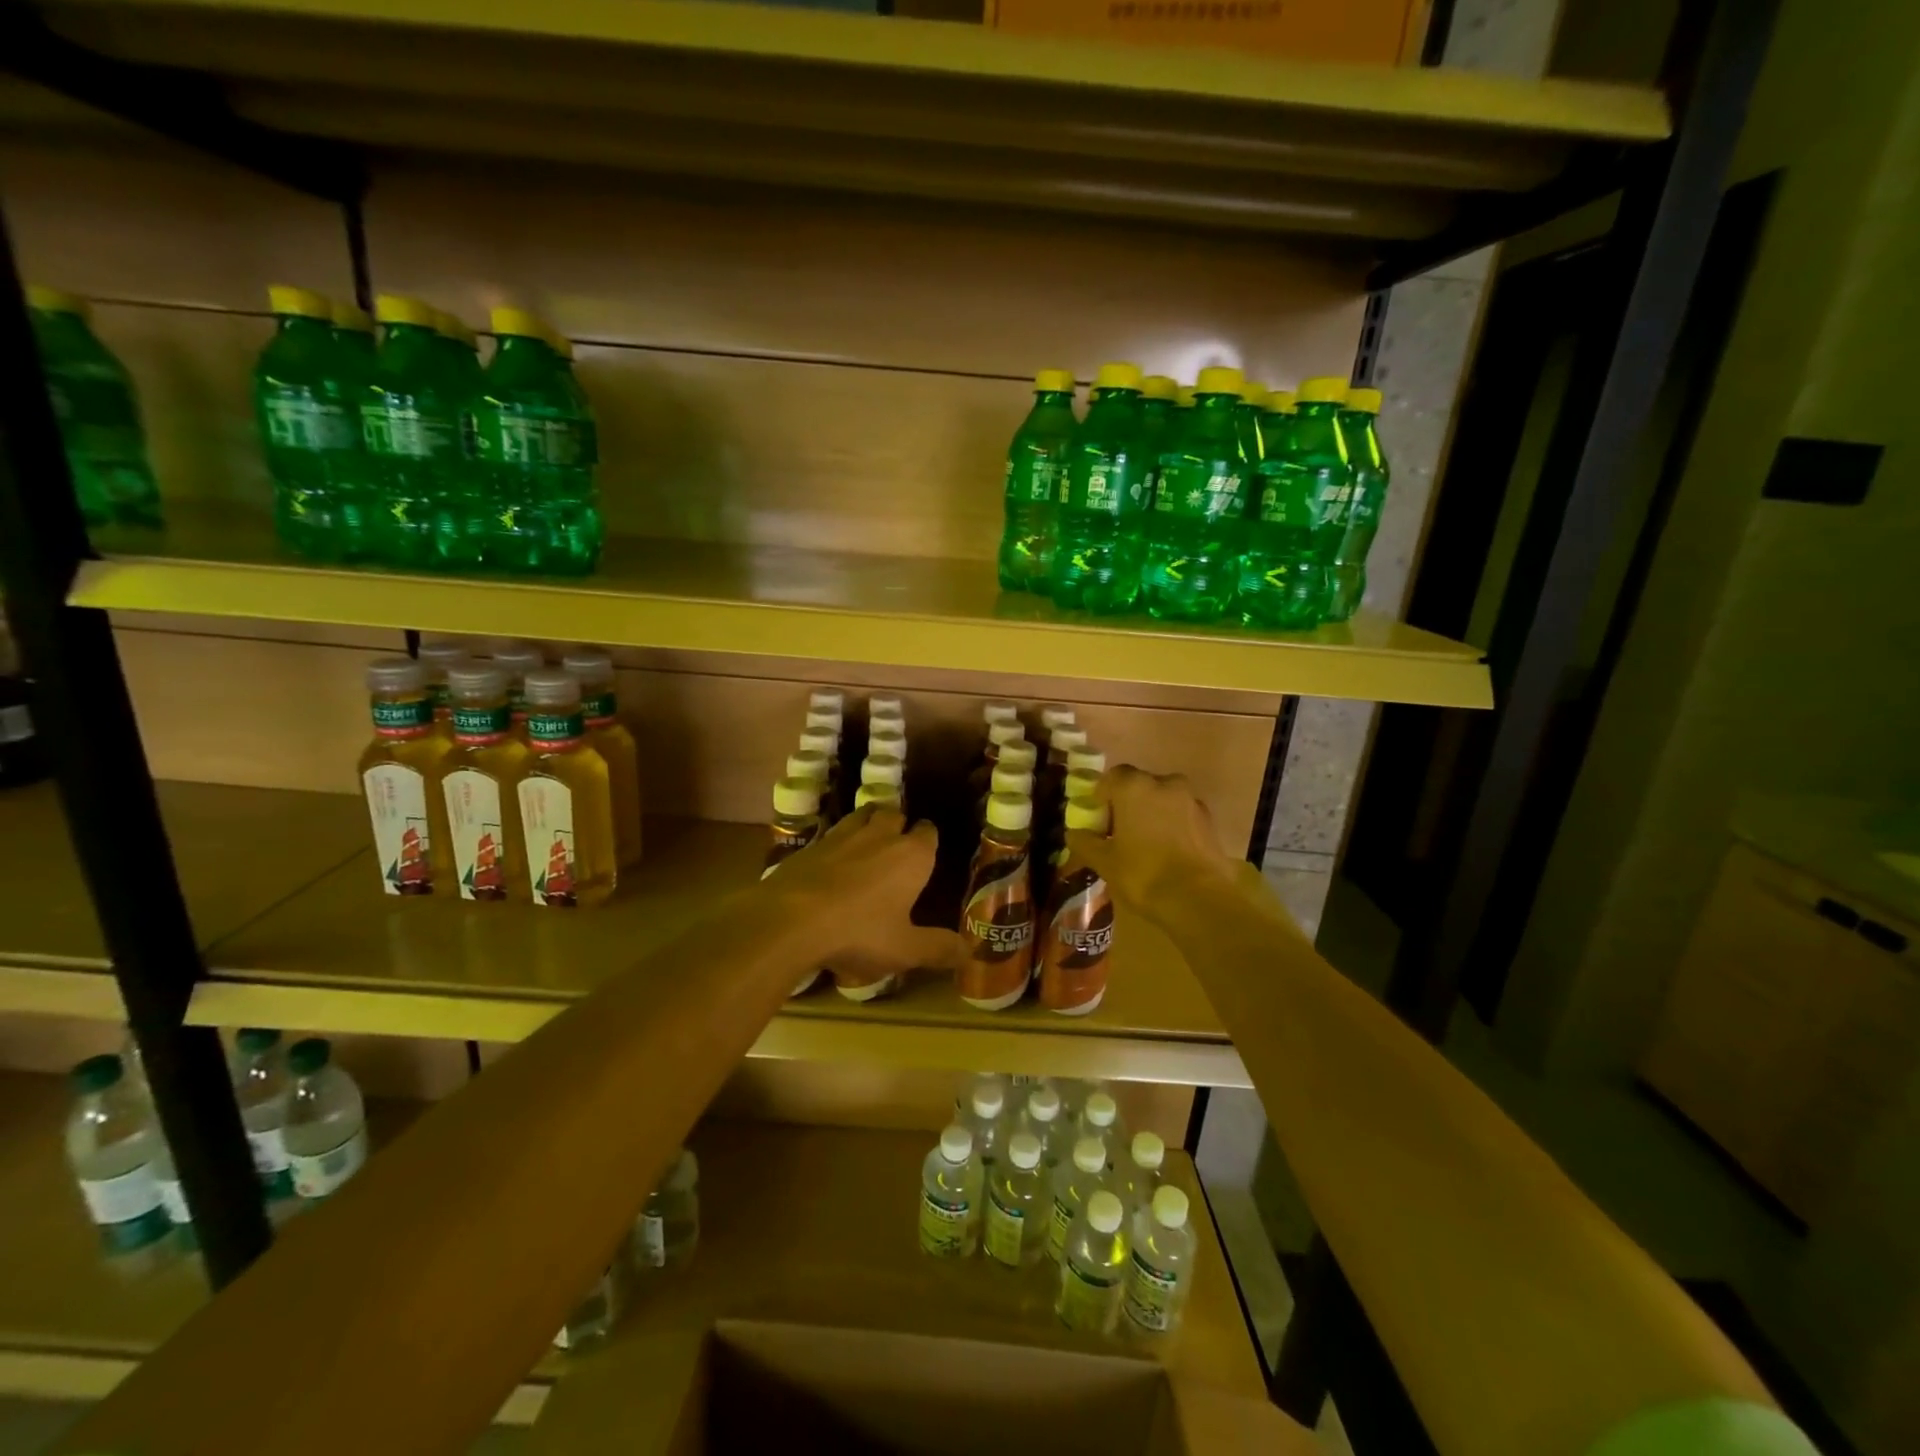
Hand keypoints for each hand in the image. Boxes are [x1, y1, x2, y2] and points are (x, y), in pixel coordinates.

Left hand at [766, 806, 967, 981]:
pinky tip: (832, 863)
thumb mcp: (904, 949)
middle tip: (897, 847)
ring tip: (868, 843)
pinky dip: (837, 842)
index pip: (928, 833)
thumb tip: (969, 950)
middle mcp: (880, 835)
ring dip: (869, 823)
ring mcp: (842, 835)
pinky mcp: (811, 844)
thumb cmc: (859, 933)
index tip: (927, 855)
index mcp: (911, 855)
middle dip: (899, 825)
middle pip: (894, 814)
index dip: (928, 840)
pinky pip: (832, 833)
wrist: (789, 920)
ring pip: (862, 814)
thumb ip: (938, 948)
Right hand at [1064, 765, 1254, 924]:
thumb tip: (1074, 833)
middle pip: (1139, 786)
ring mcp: (1191, 800)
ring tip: (1144, 843)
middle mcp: (1164, 783)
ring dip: (1152, 813)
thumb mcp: (1104, 862)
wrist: (1199, 899)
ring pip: (1163, 799)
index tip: (1097, 818)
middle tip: (1118, 831)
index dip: (1101, 795)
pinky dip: (1172, 826)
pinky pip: (1182, 815)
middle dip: (1127, 804)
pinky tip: (1167, 851)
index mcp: (1134, 786)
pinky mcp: (1209, 821)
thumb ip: (1085, 842)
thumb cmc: (1143, 874)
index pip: (1111, 777)